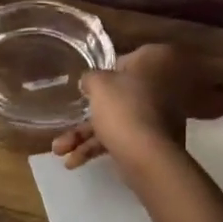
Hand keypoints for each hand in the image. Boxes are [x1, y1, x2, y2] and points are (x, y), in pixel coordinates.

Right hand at [51, 44, 189, 171]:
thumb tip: (90, 80)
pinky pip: (123, 137)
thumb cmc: (123, 109)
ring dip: (86, 135)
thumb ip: (91, 77)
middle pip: (120, 94)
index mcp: (155, 61)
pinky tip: (74, 162)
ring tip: (60, 150)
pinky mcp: (155, 141)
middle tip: (65, 120)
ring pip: (118, 119)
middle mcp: (163, 85)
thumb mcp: (98, 84)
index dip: (103, 72)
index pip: (125, 59)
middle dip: (88, 114)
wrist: (148, 158)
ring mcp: (161, 115)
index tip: (86, 85)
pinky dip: (100, 147)